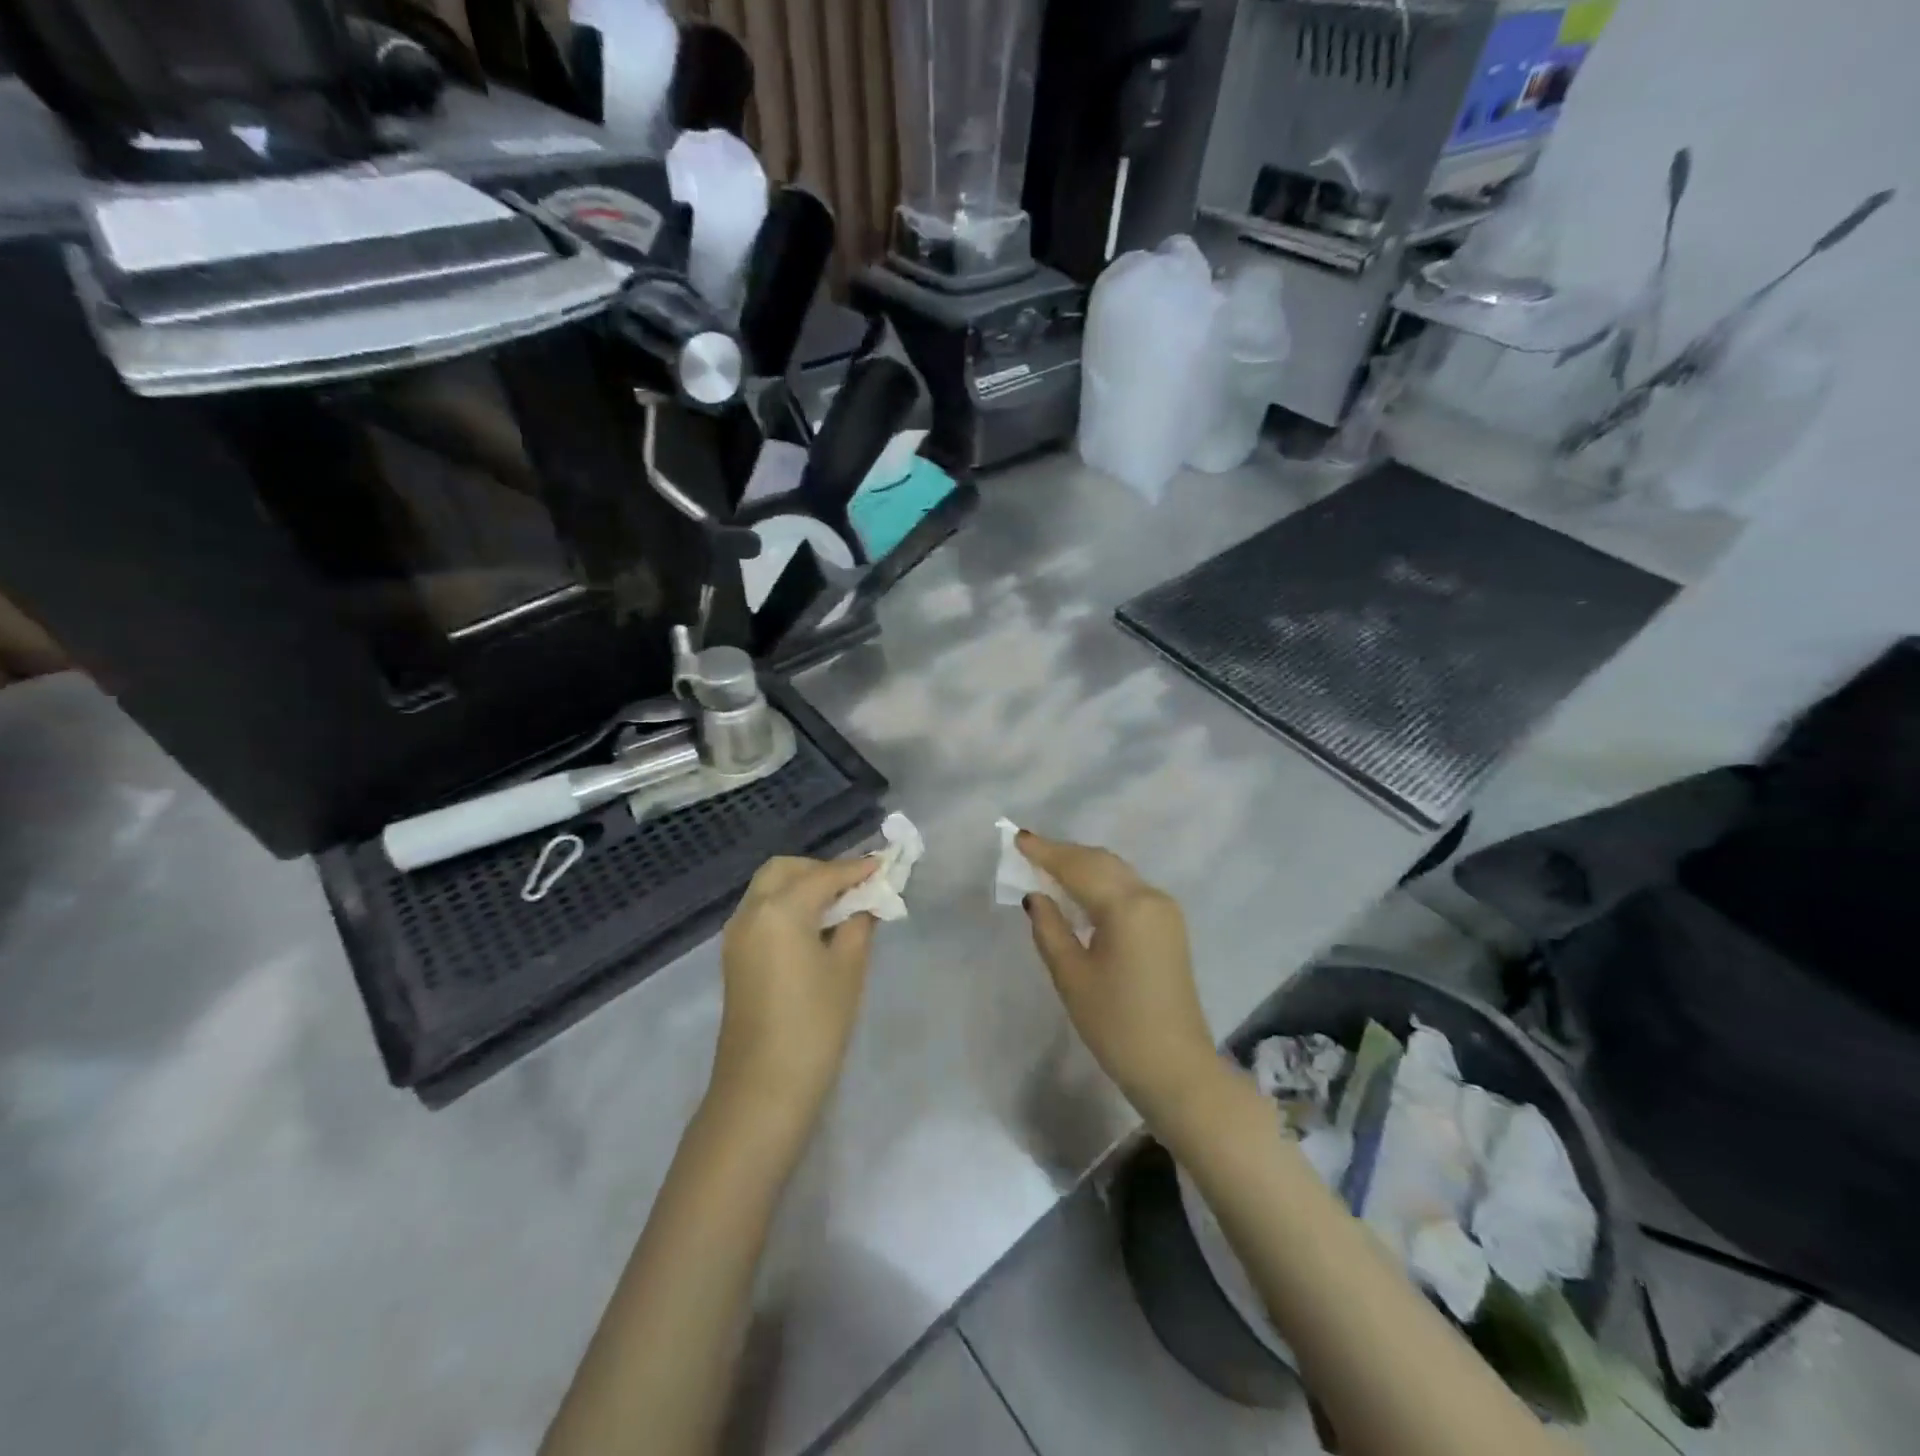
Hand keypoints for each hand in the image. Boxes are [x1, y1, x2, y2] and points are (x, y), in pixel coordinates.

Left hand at [710, 855, 881, 1132]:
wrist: (763, 1088)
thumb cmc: (814, 1025)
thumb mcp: (848, 969)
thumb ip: (859, 924)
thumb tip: (865, 902)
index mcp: (780, 910)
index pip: (823, 876)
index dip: (855, 869)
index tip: (883, 864)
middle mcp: (750, 912)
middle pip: (785, 870)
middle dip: (820, 870)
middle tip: (854, 887)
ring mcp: (737, 934)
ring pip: (768, 888)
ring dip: (802, 886)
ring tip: (839, 906)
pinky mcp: (734, 956)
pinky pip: (761, 911)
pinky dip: (787, 905)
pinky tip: (815, 927)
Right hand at [1018, 832, 1220, 1122]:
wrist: (1175, 1067)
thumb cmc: (1115, 1024)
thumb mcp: (1071, 976)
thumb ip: (1049, 928)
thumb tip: (1036, 896)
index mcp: (1127, 906)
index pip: (1079, 867)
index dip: (1046, 852)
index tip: (1018, 838)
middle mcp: (1150, 897)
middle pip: (1101, 862)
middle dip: (1065, 854)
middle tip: (1029, 850)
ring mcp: (1165, 910)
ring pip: (1117, 873)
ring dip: (1083, 866)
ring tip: (1048, 866)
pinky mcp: (1169, 926)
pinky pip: (1129, 889)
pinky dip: (1101, 882)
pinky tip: (1080, 891)